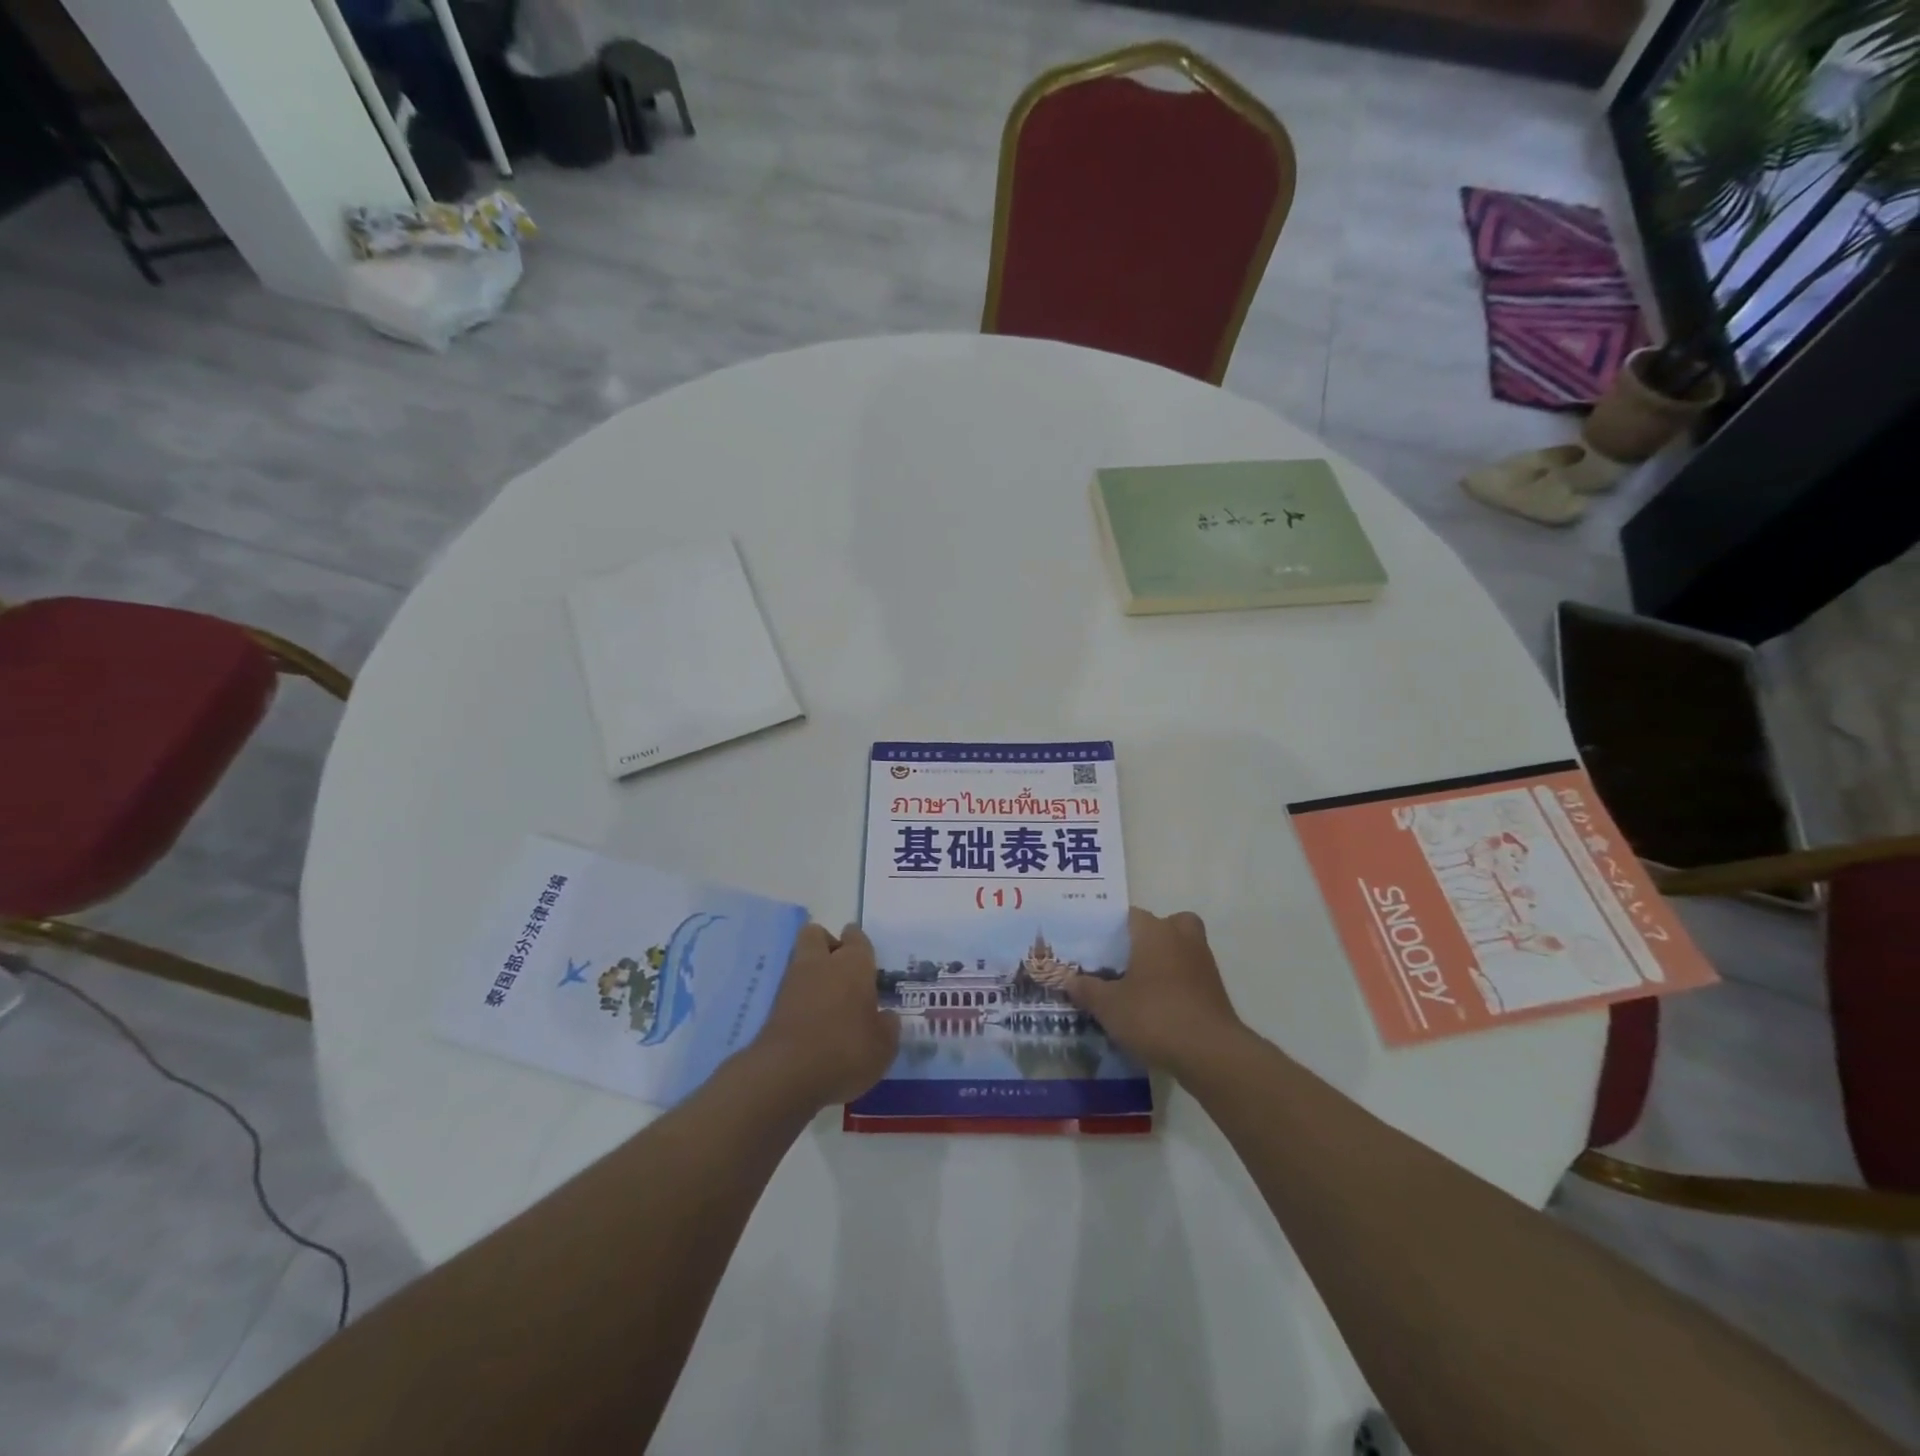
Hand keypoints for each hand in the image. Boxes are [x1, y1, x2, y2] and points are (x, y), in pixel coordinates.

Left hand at [751, 923, 898, 1108]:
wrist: (786, 1074)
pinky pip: (791, 990)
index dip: (859, 943)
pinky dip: (800, 999)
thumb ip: (887, 1027)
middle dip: (827, 944)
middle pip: (816, 934)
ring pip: (801, 960)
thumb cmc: (846, 1051)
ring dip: (812, 973)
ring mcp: (792, 983)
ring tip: (829, 1002)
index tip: (865, 956)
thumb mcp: (883, 1047)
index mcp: (854, 964)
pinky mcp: (773, 1007)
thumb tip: (886, 1017)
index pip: (856, 938)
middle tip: (842, 971)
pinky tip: (813, 1021)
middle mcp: (822, 963)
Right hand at [1064, 907, 1242, 1077]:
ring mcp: (1204, 963)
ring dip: (1167, 961)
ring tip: (1142, 986)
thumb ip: (1087, 990)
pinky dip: (1179, 985)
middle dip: (1151, 938)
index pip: (1132, 915)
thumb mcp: (1109, 1006)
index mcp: (1154, 932)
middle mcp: (1182, 938)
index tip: (1099, 947)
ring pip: (1183, 949)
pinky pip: (1192, 975)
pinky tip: (1161, 1008)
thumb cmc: (1154, 1016)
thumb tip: (1069, 980)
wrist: (1210, 1053)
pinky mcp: (1216, 990)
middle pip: (1167, 924)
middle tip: (1129, 960)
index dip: (1115, 929)